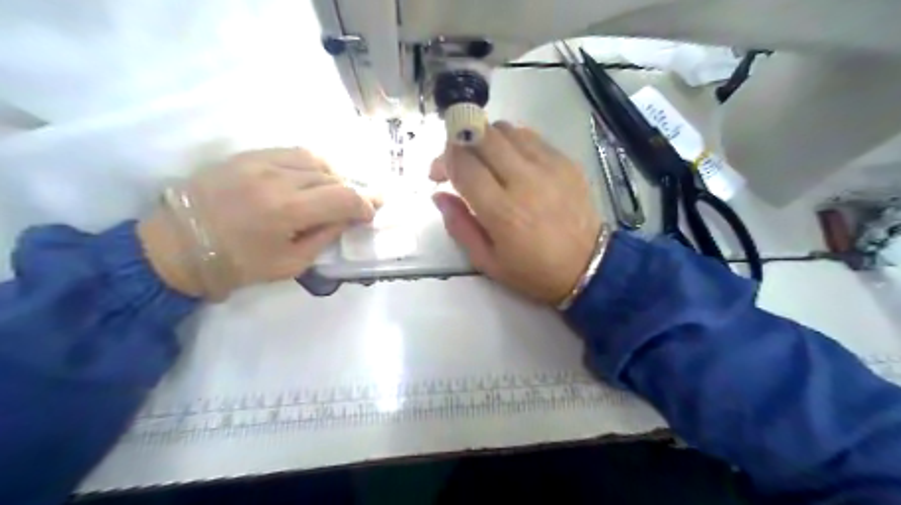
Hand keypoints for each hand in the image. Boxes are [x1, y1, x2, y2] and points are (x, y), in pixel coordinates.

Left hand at [138, 150, 377, 299]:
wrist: (175, 246)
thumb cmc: (236, 264)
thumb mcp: (289, 264)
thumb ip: (324, 238)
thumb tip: (347, 219)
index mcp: (287, 210)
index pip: (344, 197)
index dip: (365, 205)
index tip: (370, 214)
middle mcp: (277, 178)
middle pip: (333, 177)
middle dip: (352, 193)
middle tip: (357, 207)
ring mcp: (260, 161)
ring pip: (316, 160)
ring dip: (333, 177)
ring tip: (333, 192)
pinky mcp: (247, 155)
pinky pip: (292, 152)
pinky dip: (311, 165)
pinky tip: (310, 179)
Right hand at [431, 122, 599, 305]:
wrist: (589, 267)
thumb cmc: (533, 271)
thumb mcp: (487, 262)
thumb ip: (459, 226)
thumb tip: (439, 195)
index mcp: (502, 211)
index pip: (464, 164)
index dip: (443, 160)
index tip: (438, 173)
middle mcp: (525, 180)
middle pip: (482, 136)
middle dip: (459, 140)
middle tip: (457, 159)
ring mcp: (549, 166)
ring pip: (506, 129)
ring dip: (486, 138)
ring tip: (484, 160)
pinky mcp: (566, 161)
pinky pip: (531, 136)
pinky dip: (512, 142)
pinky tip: (511, 161)